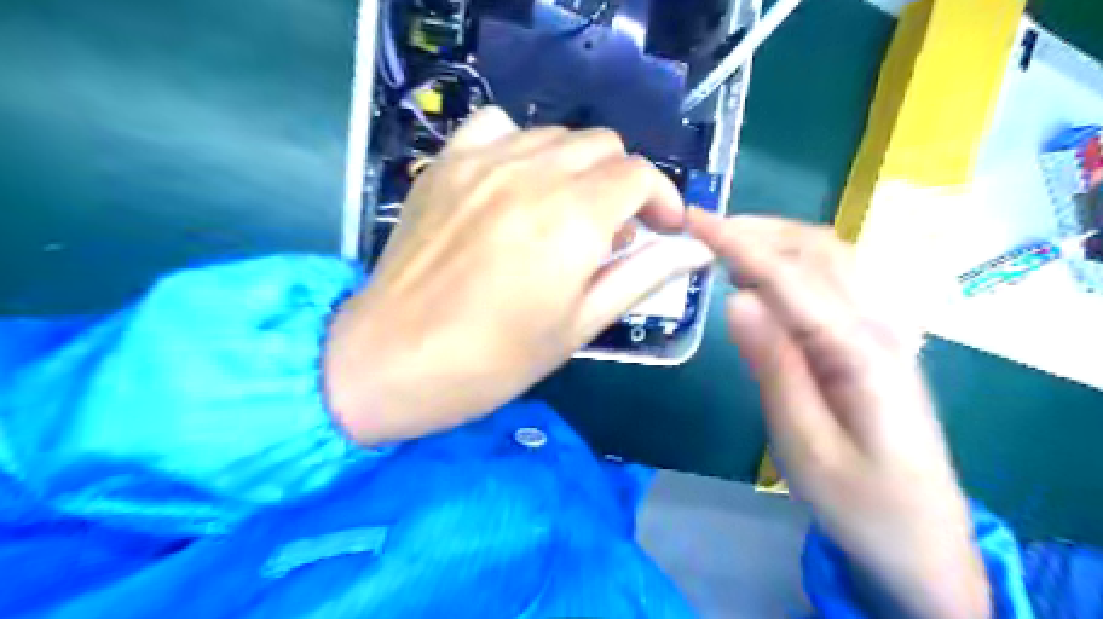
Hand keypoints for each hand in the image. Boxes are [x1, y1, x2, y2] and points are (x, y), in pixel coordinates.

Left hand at [325, 106, 711, 445]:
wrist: (392, 360)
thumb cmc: (493, 359)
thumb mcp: (578, 325)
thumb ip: (641, 277)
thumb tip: (694, 250)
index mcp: (571, 218)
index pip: (639, 175)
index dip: (662, 199)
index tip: (661, 230)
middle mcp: (531, 174)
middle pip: (602, 145)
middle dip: (622, 183)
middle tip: (612, 232)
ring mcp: (482, 162)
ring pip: (555, 136)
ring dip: (577, 167)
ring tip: (565, 213)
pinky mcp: (445, 164)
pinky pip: (497, 126)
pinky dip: (521, 146)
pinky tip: (516, 185)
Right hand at [687, 211, 990, 617]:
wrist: (922, 538)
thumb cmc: (858, 500)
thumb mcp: (803, 443)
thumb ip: (774, 365)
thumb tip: (737, 299)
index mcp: (861, 351)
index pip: (791, 277)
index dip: (739, 243)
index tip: (694, 220)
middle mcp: (881, 324)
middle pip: (819, 250)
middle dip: (757, 230)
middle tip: (703, 231)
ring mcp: (886, 328)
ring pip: (831, 256)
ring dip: (776, 239)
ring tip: (726, 248)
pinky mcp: (878, 338)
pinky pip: (836, 278)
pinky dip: (794, 261)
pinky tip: (766, 278)